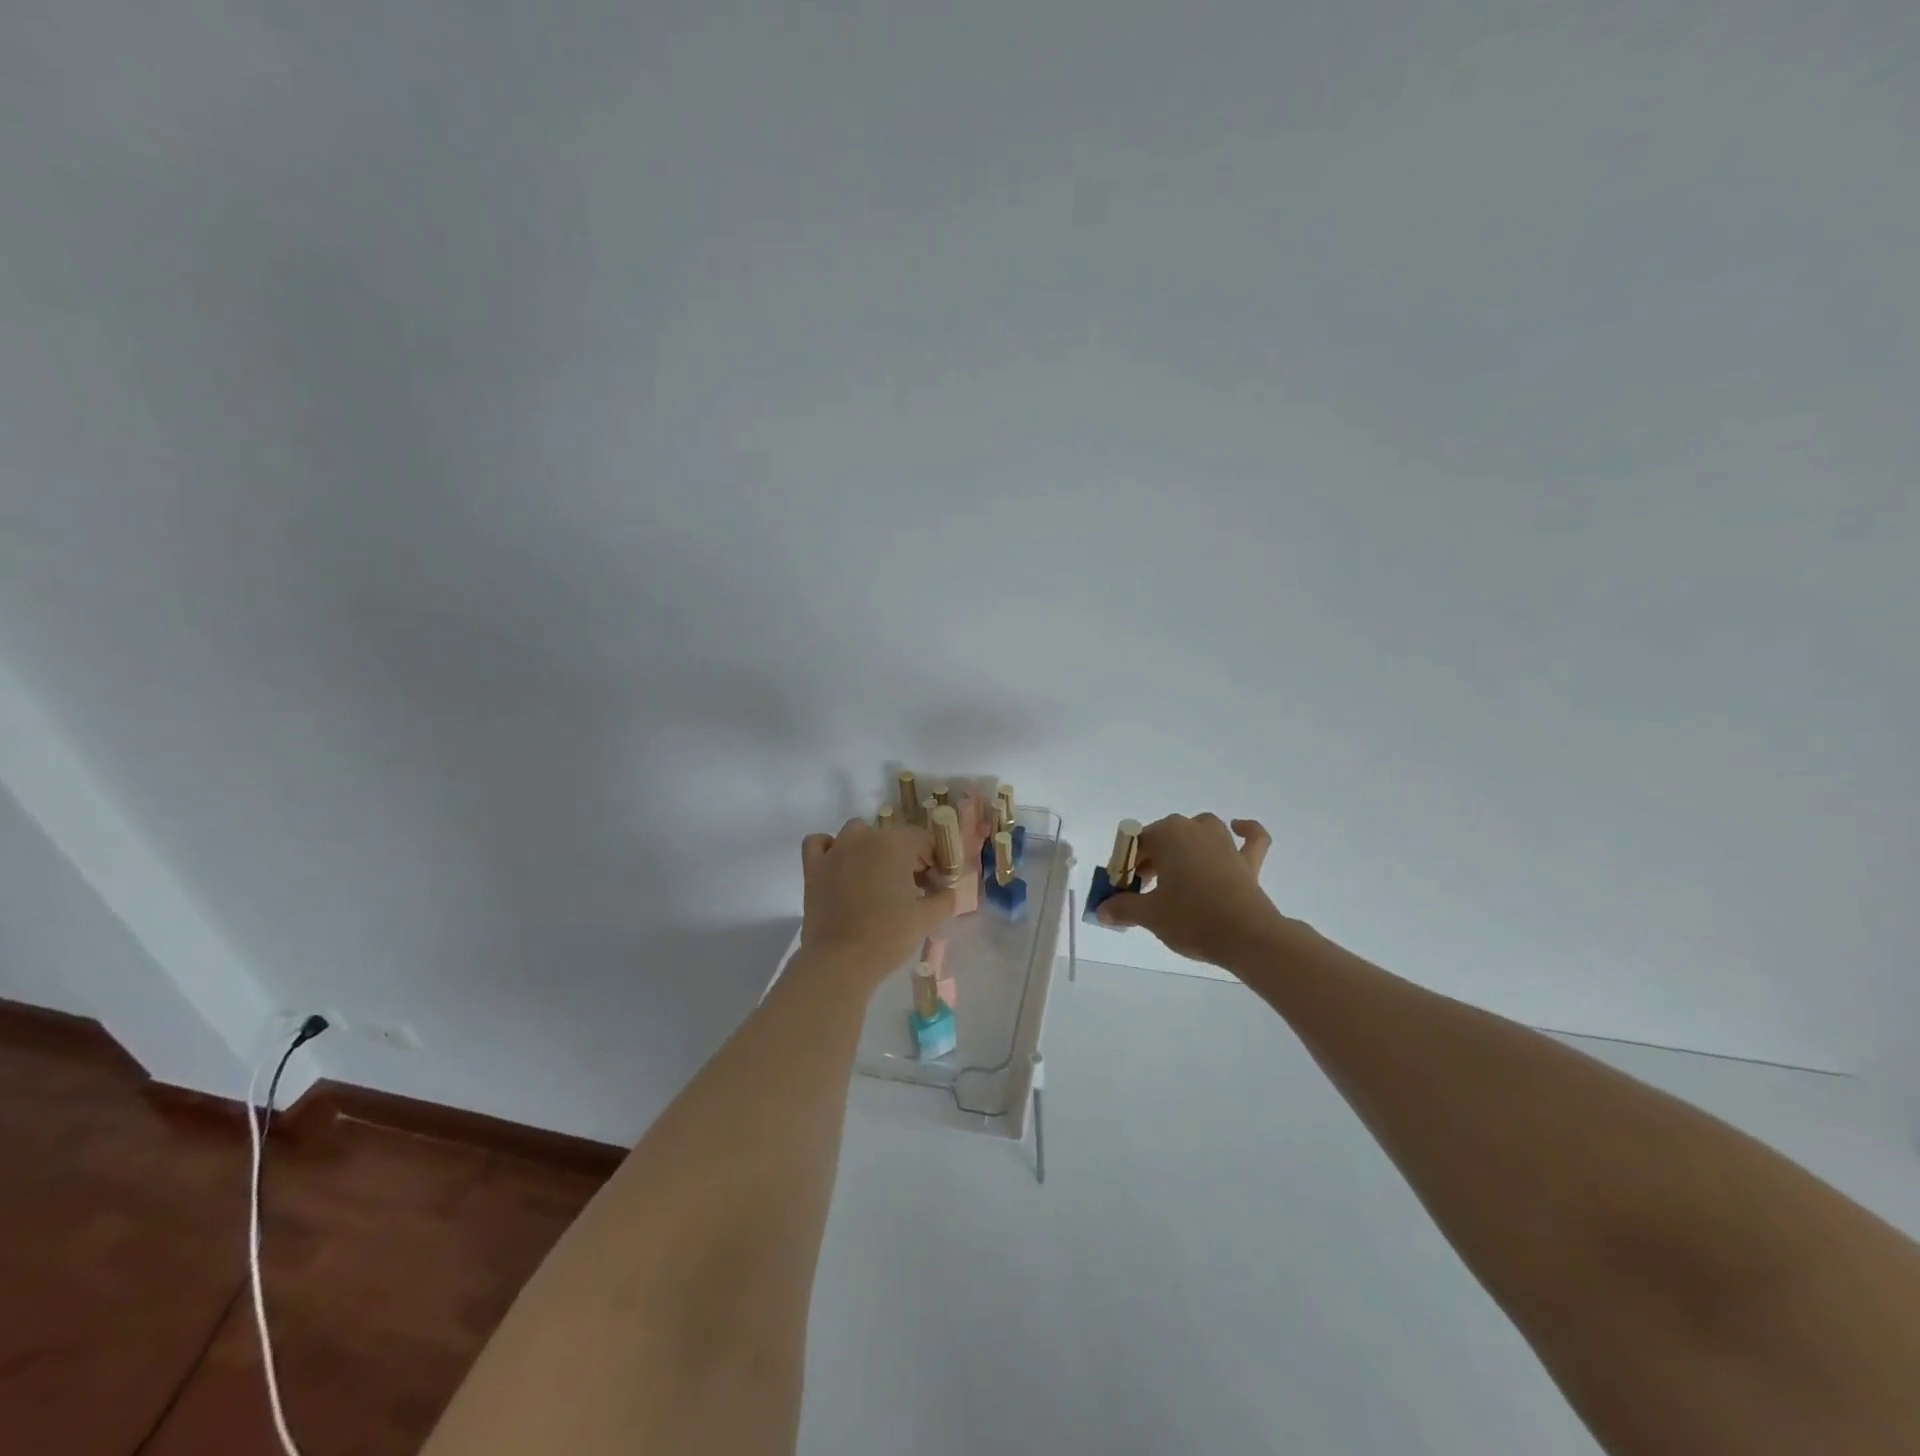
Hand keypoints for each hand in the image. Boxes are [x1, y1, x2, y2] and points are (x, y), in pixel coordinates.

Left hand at [799, 819, 957, 982]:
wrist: (840, 961)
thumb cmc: (888, 936)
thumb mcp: (926, 918)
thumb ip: (944, 899)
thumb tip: (948, 891)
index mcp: (895, 844)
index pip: (922, 839)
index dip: (934, 858)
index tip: (937, 881)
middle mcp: (865, 838)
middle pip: (891, 836)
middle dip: (905, 855)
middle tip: (912, 886)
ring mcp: (835, 850)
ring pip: (856, 833)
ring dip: (869, 846)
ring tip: (876, 875)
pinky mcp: (812, 867)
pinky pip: (819, 843)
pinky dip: (830, 848)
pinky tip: (839, 865)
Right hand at [1097, 814, 1284, 968]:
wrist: (1246, 937)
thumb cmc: (1192, 918)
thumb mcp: (1150, 915)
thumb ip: (1123, 908)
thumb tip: (1102, 910)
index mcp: (1168, 834)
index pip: (1136, 843)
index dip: (1125, 866)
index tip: (1123, 890)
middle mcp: (1195, 829)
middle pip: (1164, 837)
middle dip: (1151, 860)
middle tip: (1143, 891)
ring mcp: (1225, 842)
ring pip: (1200, 831)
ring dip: (1186, 844)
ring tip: (1176, 871)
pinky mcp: (1248, 861)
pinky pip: (1250, 838)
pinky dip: (1245, 831)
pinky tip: (1238, 828)